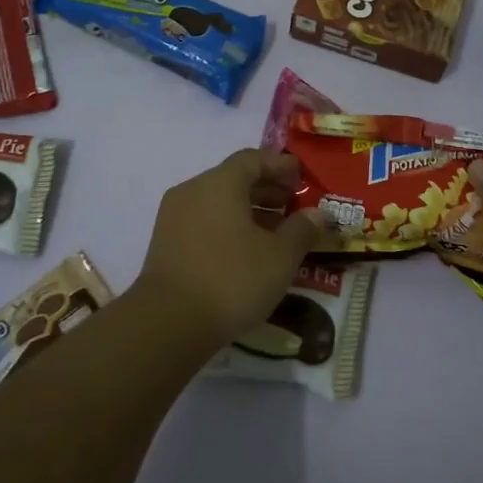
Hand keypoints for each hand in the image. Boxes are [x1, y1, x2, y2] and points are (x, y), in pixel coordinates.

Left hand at [135, 148, 329, 344]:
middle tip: (293, 204)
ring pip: (217, 202)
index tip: (301, 175)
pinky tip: (246, 251)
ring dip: (248, 211)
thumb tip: (316, 214)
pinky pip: (204, 222)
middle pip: (234, 179)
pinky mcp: (166, 244)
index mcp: (220, 183)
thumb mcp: (280, 257)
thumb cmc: (231, 279)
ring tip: (275, 232)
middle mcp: (193, 191)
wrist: (168, 323)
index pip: (253, 159)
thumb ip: (301, 230)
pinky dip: (228, 227)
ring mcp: (174, 217)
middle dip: (266, 189)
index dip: (280, 165)